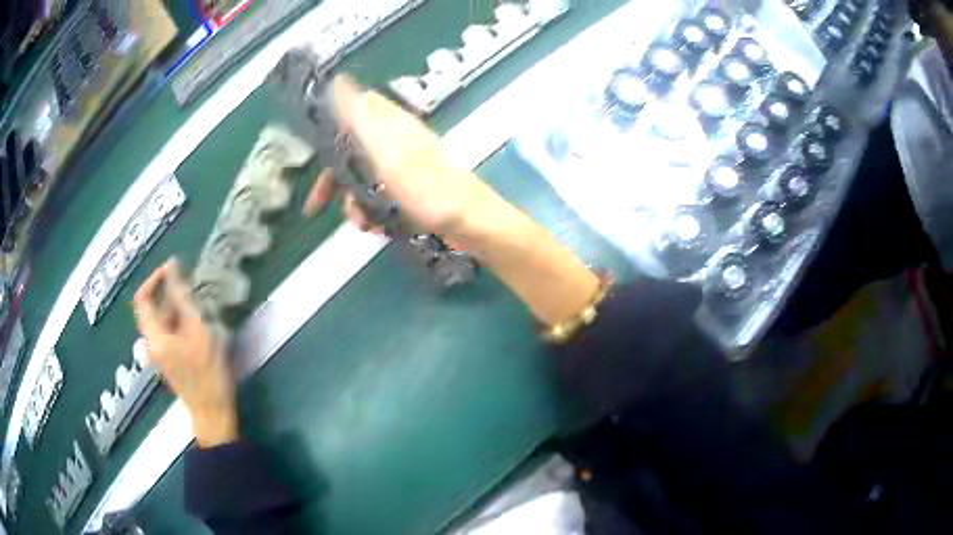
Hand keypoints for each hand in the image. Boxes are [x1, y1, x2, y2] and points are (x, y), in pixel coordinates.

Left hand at [132, 259, 238, 447]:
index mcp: (154, 336)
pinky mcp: (171, 361)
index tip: (173, 269)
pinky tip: (199, 324)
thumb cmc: (207, 372)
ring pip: (163, 321)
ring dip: (178, 307)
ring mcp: (161, 355)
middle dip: (170, 293)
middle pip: (152, 309)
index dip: (154, 279)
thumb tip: (172, 266)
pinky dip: (180, 322)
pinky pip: (169, 333)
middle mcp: (152, 344)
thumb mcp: (198, 329)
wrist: (214, 413)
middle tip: (193, 286)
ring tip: (200, 303)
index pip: (141, 298)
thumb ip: (183, 297)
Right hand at [302, 75, 495, 237]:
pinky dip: (374, 212)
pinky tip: (376, 229)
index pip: (355, 109)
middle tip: (316, 205)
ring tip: (361, 224)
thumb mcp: (386, 152)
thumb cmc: (426, 188)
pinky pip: (381, 197)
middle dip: (334, 179)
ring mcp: (405, 166)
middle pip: (354, 150)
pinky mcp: (412, 189)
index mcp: (391, 125)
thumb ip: (360, 119)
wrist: (469, 224)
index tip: (313, 147)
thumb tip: (339, 81)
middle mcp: (396, 141)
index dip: (331, 124)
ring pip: (365, 178)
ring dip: (354, 202)